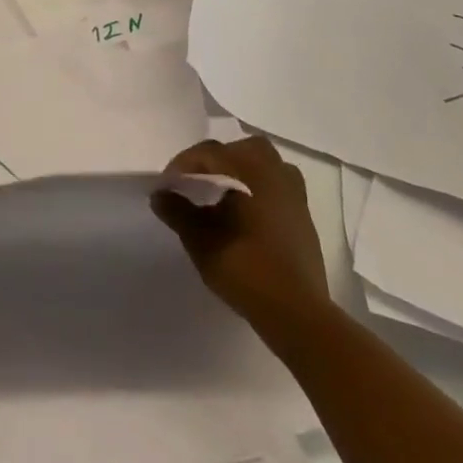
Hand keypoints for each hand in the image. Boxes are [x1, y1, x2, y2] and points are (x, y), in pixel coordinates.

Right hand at [152, 135, 333, 340]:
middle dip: (214, 159)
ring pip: (263, 162)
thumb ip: (178, 213)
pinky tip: (249, 209)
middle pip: (238, 149)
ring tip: (224, 191)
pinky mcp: (303, 213)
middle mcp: (272, 170)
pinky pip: (277, 183)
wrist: (297, 313)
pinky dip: (260, 186)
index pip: (207, 153)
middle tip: (196, 181)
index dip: (182, 165)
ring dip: (241, 168)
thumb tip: (159, 194)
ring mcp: (293, 191)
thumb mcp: (201, 241)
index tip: (167, 184)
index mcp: (247, 168)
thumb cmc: (245, 268)